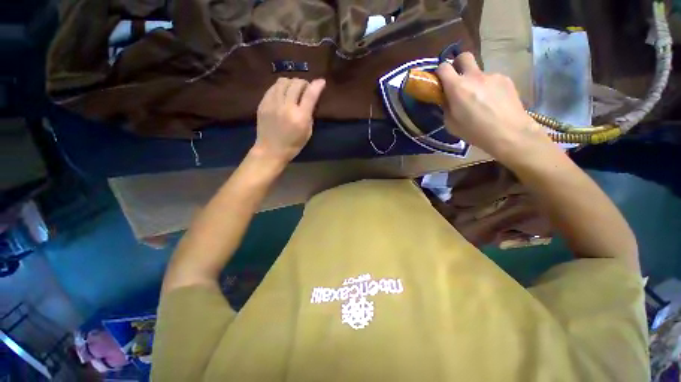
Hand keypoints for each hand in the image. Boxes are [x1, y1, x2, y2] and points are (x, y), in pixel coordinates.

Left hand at [252, 77, 325, 164]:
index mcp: (300, 117)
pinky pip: (273, 87)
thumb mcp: (307, 133)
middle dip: (304, 83)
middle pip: (296, 84)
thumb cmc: (293, 145)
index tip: (321, 82)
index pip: (310, 94)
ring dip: (291, 82)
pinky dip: (281, 87)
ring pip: (283, 81)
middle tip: (306, 88)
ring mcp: (273, 104)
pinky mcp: (263, 103)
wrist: (270, 150)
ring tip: (293, 88)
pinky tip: (283, 93)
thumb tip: (310, 102)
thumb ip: (309, 115)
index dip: (317, 85)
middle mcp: (287, 107)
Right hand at [436, 53, 555, 164]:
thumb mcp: (451, 124)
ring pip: (479, 73)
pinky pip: (492, 80)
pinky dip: (488, 88)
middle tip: (458, 79)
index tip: (440, 81)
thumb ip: (446, 107)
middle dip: (458, 64)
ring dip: (475, 82)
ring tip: (480, 101)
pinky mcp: (505, 79)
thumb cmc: (474, 131)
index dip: (439, 72)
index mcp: (457, 87)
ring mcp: (492, 76)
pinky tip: (493, 103)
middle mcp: (474, 76)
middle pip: (464, 56)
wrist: (509, 133)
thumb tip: (447, 99)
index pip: (444, 67)